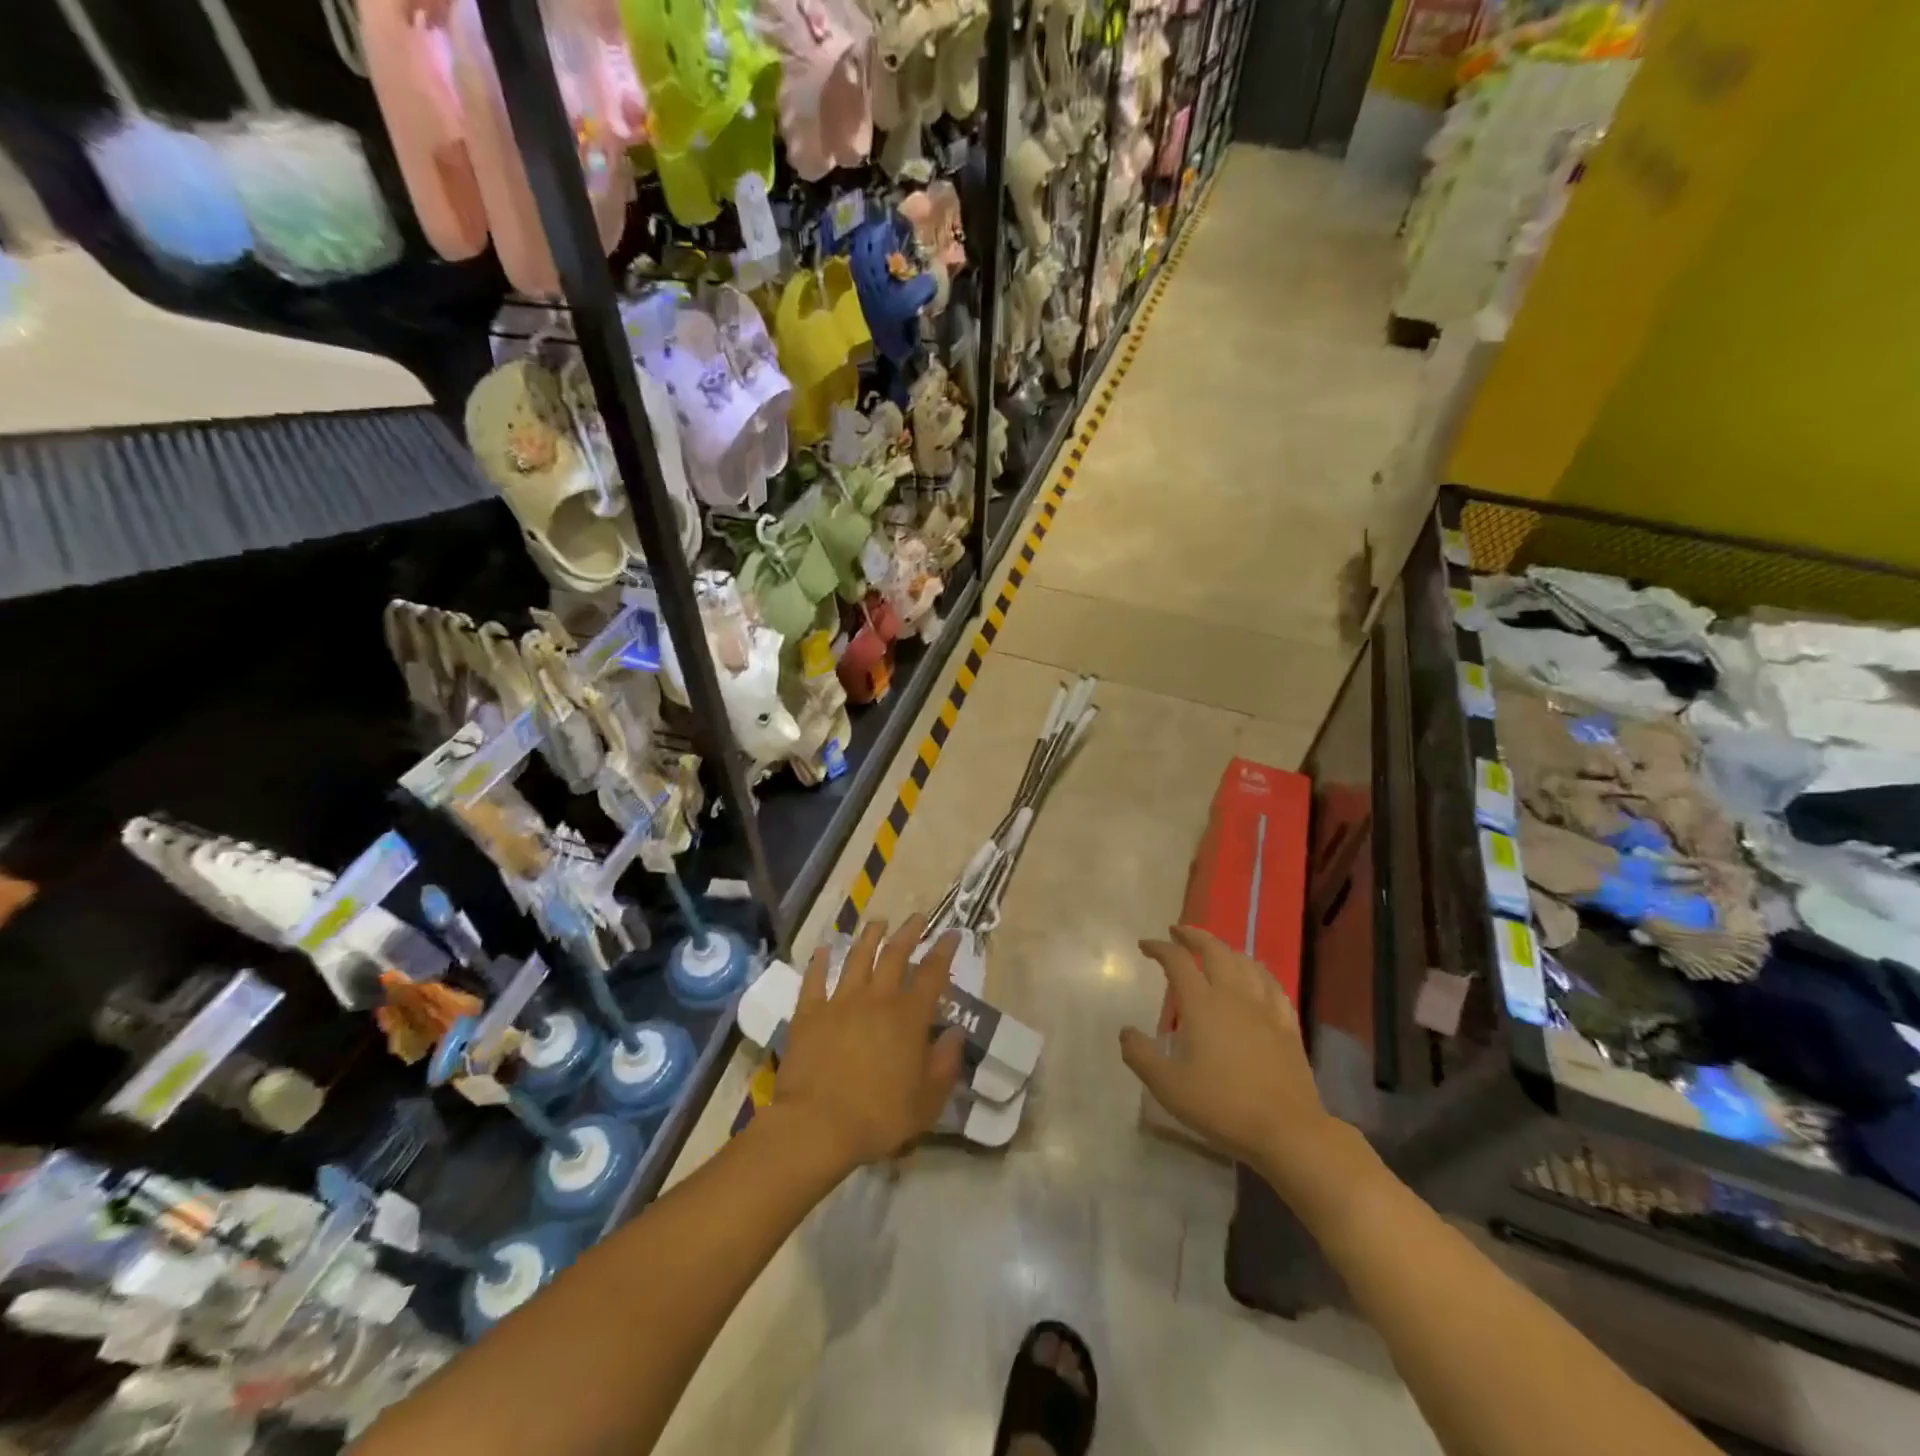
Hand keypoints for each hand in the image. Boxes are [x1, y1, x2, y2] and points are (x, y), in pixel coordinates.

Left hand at [774, 915, 965, 1170]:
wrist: (817, 1125)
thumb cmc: (880, 1116)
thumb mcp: (928, 1099)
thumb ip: (945, 1063)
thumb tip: (957, 1033)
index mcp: (909, 1016)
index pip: (932, 974)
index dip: (944, 950)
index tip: (952, 933)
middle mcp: (877, 998)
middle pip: (895, 954)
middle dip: (909, 932)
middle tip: (917, 917)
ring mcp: (840, 1001)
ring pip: (857, 958)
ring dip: (870, 937)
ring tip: (878, 922)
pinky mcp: (809, 1013)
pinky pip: (815, 980)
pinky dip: (819, 962)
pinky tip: (823, 949)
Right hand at [1119, 926, 1343, 1197]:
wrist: (1287, 1130)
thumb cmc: (1223, 1106)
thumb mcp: (1169, 1087)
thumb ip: (1141, 1056)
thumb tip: (1125, 1031)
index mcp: (1201, 1004)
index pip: (1177, 961)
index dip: (1159, 948)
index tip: (1145, 945)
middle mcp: (1233, 995)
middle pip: (1215, 949)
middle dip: (1193, 936)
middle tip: (1178, 932)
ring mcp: (1264, 1008)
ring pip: (1245, 962)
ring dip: (1225, 948)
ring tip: (1215, 950)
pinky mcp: (1287, 1024)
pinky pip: (1272, 984)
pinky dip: (1257, 971)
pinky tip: (1256, 977)